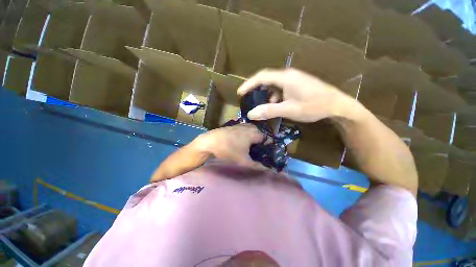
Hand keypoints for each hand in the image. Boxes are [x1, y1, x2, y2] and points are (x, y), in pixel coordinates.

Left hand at [193, 124, 266, 168]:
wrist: (210, 142)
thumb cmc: (228, 150)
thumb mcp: (244, 161)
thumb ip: (257, 166)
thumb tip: (268, 170)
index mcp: (254, 133)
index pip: (267, 139)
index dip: (268, 147)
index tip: (267, 154)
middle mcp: (249, 127)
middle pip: (259, 135)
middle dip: (260, 143)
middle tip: (258, 153)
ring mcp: (240, 125)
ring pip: (251, 133)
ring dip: (252, 140)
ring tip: (250, 150)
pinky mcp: (233, 127)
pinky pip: (244, 131)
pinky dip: (245, 137)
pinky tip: (241, 144)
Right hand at [237, 68, 355, 121]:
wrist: (337, 105)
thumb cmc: (314, 106)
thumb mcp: (289, 110)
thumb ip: (269, 111)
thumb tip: (251, 114)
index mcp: (285, 78)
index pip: (261, 77)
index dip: (249, 84)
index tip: (240, 92)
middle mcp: (288, 75)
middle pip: (267, 79)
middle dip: (257, 90)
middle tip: (250, 99)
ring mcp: (294, 79)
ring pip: (274, 85)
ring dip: (268, 95)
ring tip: (265, 107)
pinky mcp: (297, 84)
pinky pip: (281, 88)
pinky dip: (276, 97)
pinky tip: (278, 105)